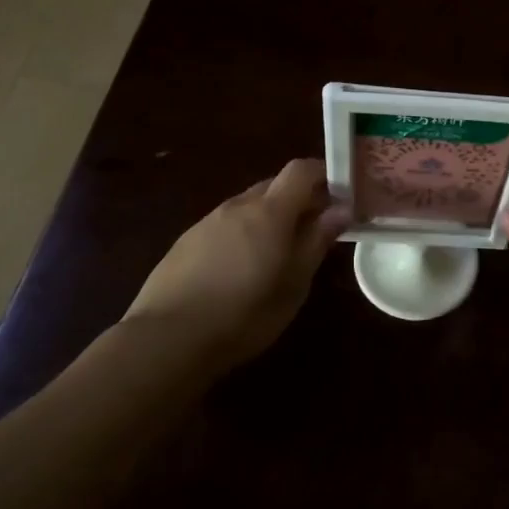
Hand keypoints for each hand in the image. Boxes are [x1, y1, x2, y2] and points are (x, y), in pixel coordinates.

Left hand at [124, 159, 348, 367]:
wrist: (167, 339)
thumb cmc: (245, 314)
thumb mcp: (294, 283)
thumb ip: (317, 241)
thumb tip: (341, 209)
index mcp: (270, 211)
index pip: (301, 170)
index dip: (324, 175)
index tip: (339, 198)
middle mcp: (238, 206)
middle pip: (275, 185)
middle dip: (299, 200)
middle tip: (313, 233)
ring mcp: (208, 221)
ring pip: (249, 206)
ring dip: (270, 219)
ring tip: (276, 257)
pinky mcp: (186, 241)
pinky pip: (226, 225)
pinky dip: (243, 234)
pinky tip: (239, 271)